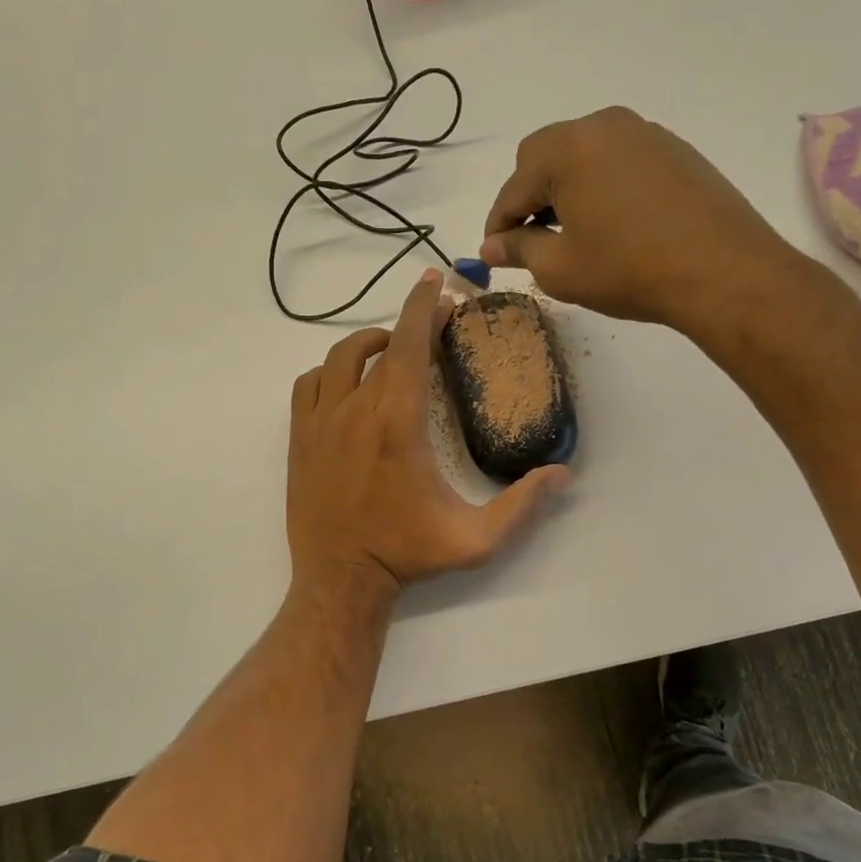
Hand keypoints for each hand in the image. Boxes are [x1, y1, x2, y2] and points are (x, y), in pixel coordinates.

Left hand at [287, 269, 570, 602]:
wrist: (340, 579)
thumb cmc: (407, 554)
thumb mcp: (475, 537)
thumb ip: (521, 504)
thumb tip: (562, 474)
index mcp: (399, 423)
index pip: (412, 346)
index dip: (425, 307)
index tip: (437, 282)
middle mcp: (356, 410)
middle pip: (381, 345)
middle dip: (410, 324)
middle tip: (434, 325)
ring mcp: (320, 422)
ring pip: (339, 358)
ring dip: (369, 345)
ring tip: (392, 351)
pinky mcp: (298, 438)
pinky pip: (309, 384)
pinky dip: (330, 372)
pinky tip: (347, 385)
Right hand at [480, 106, 810, 343]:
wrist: (724, 272)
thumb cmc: (628, 270)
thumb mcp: (560, 268)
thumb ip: (517, 249)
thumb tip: (491, 246)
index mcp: (568, 148)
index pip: (513, 187)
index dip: (497, 225)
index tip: (494, 255)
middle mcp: (603, 126)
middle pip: (544, 156)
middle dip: (529, 198)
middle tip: (532, 241)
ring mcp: (644, 133)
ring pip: (583, 155)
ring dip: (566, 189)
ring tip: (573, 233)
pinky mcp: (674, 149)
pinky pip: (619, 161)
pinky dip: (601, 186)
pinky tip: (613, 223)